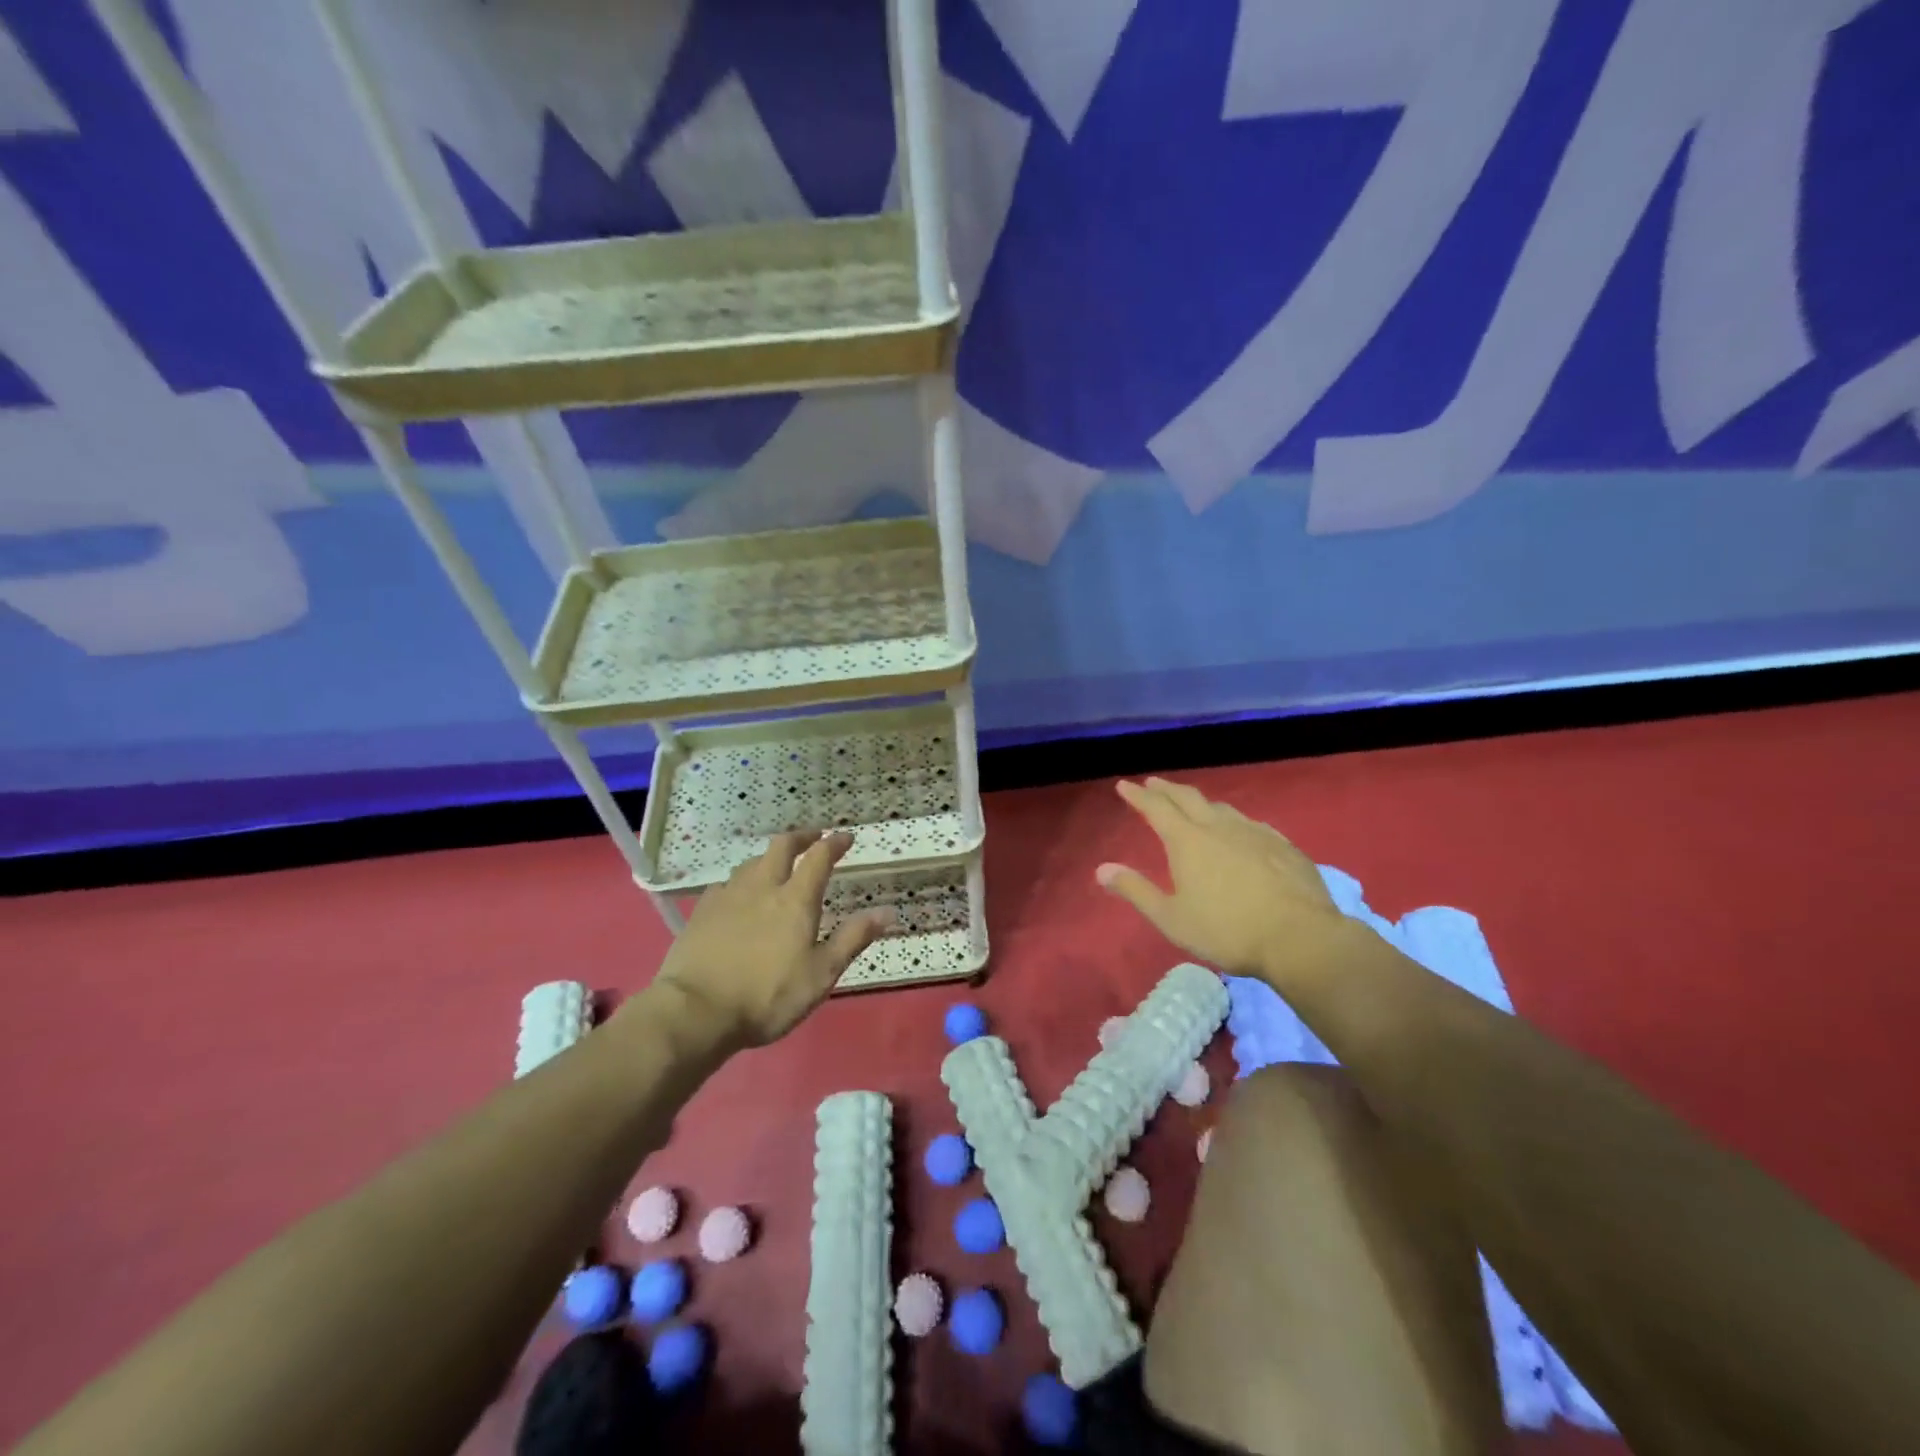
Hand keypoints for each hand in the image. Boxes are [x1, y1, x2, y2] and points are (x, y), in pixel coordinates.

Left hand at [651, 831, 893, 1045]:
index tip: (846, 837)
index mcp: (795, 900)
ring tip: (778, 865)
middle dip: (801, 837)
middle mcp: (762, 887)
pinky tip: (739, 894)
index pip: (819, 858)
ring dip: (770, 857)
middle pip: (781, 847)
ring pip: (751, 862)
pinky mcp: (702, 911)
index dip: (834, 843)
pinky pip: (726, 883)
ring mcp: (728, 896)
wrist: (695, 1011)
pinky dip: (741, 881)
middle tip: (813, 837)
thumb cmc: (767, 996)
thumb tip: (888, 911)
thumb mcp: (820, 974)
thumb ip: (853, 938)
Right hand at [1096, 778, 1347, 982]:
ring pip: (1222, 807)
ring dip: (1201, 802)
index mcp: (1187, 841)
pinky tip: (1241, 830)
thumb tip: (1101, 869)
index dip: (1138, 795)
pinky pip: (1251, 823)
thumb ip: (1136, 891)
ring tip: (1194, 804)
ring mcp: (1254, 832)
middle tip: (1153, 783)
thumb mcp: (1171, 918)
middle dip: (1167, 789)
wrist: (1299, 938)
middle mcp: (1219, 827)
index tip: (1124, 785)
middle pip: (1188, 798)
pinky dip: (1234, 820)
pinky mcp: (1283, 845)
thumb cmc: (1227, 930)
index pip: (1156, 808)